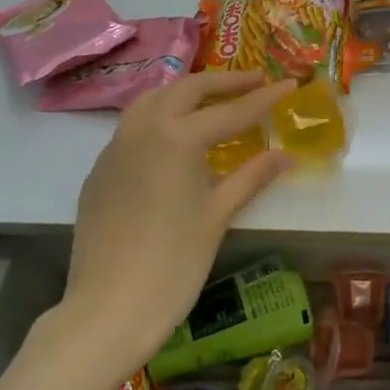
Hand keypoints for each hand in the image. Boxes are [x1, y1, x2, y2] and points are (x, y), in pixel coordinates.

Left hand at [62, 71, 295, 377]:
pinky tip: (172, 138)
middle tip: (254, 81)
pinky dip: (158, 116)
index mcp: (177, 138)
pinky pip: (132, 126)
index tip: (290, 83)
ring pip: (152, 100)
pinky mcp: (100, 170)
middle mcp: (143, 130)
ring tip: (212, 99)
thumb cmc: (174, 264)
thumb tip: (285, 155)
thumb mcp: (218, 216)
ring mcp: (115, 148)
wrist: (109, 308)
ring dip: (185, 92)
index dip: (264, 99)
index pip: (230, 111)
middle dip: (223, 83)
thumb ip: (251, 177)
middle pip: (187, 90)